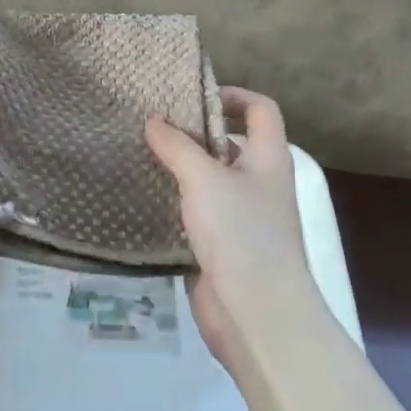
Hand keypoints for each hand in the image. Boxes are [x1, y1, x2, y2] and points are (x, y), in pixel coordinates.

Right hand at [145, 87, 319, 376]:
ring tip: (142, 156)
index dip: (233, 95)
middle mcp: (260, 182)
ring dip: (182, 169)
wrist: (257, 315)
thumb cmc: (240, 233)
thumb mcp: (204, 179)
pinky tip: (146, 197)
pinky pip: (199, 212)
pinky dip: (177, 202)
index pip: (261, 109)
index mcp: (268, 158)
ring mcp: (243, 216)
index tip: (193, 98)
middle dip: (195, 133)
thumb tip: (153, 121)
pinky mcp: (223, 246)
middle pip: (231, 142)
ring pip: (211, 179)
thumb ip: (176, 146)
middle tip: (153, 126)